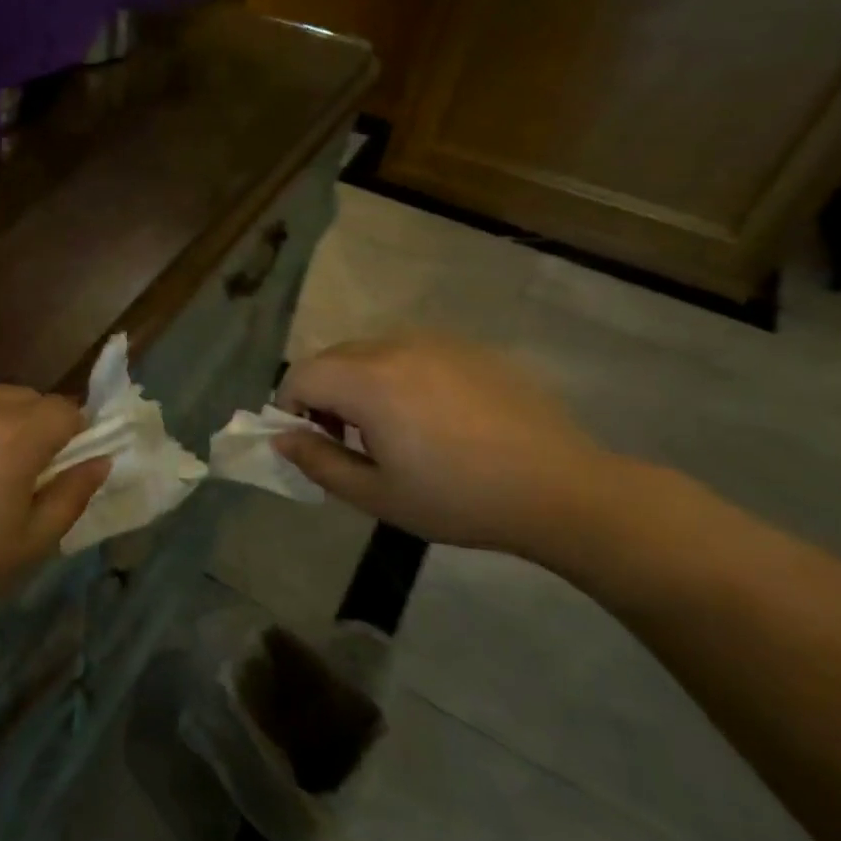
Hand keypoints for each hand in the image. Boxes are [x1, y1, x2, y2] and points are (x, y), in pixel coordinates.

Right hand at [274, 334, 617, 557]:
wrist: (560, 489)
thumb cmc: (458, 498)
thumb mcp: (376, 494)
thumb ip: (318, 462)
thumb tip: (281, 438)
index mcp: (369, 381)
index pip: (301, 375)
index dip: (291, 408)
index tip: (313, 443)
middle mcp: (396, 346)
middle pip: (333, 358)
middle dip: (323, 394)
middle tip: (347, 440)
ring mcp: (437, 342)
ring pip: (371, 352)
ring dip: (360, 383)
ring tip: (392, 429)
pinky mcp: (470, 348)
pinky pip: (412, 352)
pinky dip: (399, 375)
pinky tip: (433, 417)